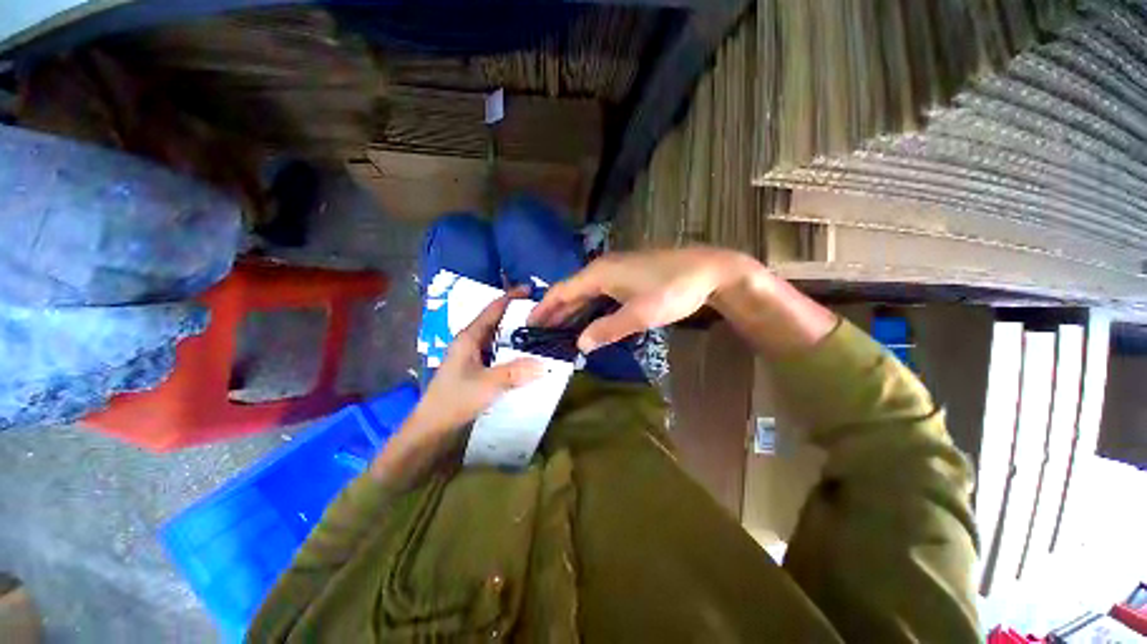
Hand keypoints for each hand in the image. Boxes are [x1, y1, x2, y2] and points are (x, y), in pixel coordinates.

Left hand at [409, 287, 544, 437]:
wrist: (433, 426)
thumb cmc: (455, 399)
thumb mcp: (487, 384)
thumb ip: (514, 372)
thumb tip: (544, 363)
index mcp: (469, 337)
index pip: (493, 309)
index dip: (510, 296)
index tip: (530, 289)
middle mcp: (471, 341)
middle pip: (496, 321)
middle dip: (517, 314)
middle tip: (542, 313)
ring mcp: (473, 355)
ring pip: (498, 337)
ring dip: (515, 332)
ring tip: (538, 331)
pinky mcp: (476, 368)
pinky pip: (498, 351)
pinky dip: (512, 349)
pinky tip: (526, 355)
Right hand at [529, 247, 758, 351]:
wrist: (708, 271)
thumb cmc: (672, 291)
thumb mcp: (639, 314)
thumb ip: (607, 329)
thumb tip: (579, 344)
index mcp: (599, 274)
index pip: (561, 291)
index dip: (544, 308)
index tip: (528, 324)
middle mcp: (602, 269)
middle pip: (571, 291)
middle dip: (554, 311)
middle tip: (539, 332)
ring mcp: (616, 271)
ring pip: (585, 292)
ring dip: (571, 310)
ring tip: (557, 329)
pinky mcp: (627, 277)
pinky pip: (599, 293)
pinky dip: (588, 307)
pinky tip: (587, 319)